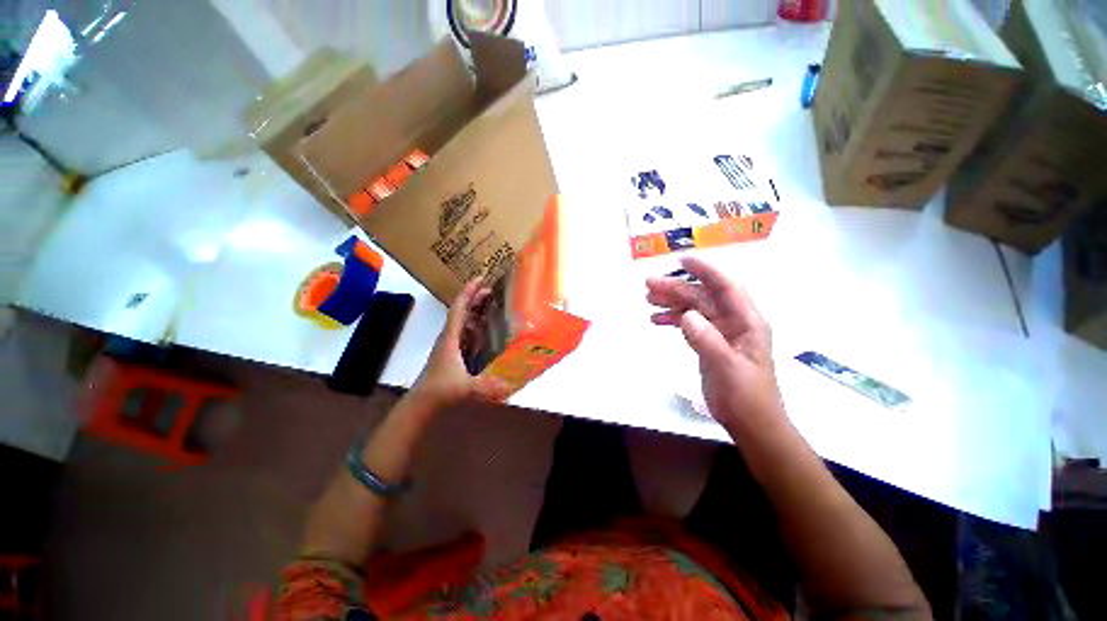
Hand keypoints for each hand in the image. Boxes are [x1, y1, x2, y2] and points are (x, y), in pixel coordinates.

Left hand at [411, 280, 511, 409]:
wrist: (421, 405)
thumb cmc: (440, 391)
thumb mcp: (466, 387)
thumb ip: (488, 386)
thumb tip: (513, 384)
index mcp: (450, 338)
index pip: (459, 308)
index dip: (469, 291)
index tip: (481, 278)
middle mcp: (449, 338)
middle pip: (462, 311)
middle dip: (475, 297)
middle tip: (492, 289)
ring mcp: (450, 346)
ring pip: (463, 321)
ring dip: (475, 310)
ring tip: (491, 304)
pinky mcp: (452, 354)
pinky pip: (465, 333)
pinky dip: (475, 326)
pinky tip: (485, 329)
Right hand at [646, 257, 784, 433]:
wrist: (751, 425)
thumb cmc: (747, 397)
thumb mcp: (728, 368)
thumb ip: (707, 340)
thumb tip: (686, 316)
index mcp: (747, 322)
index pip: (725, 288)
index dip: (705, 271)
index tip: (681, 260)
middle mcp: (734, 322)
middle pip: (702, 297)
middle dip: (676, 289)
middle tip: (648, 285)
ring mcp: (721, 333)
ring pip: (693, 309)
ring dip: (671, 303)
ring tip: (648, 300)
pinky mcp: (710, 344)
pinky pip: (689, 325)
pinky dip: (673, 320)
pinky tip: (656, 319)